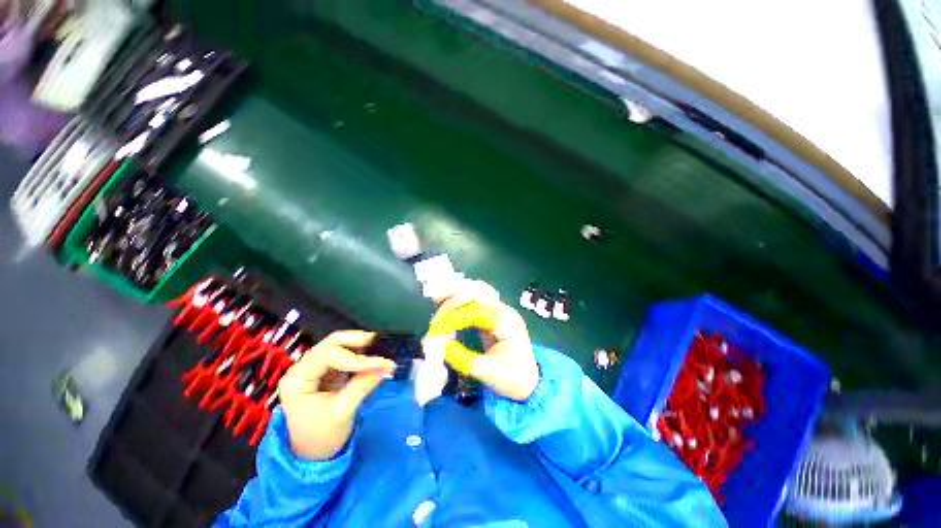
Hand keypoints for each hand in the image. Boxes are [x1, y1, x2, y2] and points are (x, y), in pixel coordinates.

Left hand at [278, 331, 395, 460]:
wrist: (311, 454)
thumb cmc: (321, 436)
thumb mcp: (342, 412)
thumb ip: (363, 386)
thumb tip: (387, 366)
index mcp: (298, 379)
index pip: (328, 356)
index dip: (356, 357)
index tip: (381, 363)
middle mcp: (302, 368)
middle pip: (330, 343)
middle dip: (356, 340)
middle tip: (378, 341)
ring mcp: (313, 368)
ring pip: (337, 345)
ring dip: (358, 344)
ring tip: (378, 347)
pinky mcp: (325, 371)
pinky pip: (343, 354)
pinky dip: (358, 352)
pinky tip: (371, 354)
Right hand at [431, 281, 540, 401]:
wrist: (529, 381)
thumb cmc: (513, 379)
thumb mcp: (488, 373)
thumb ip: (462, 358)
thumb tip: (436, 345)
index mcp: (508, 324)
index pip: (478, 311)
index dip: (455, 317)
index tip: (437, 329)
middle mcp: (505, 311)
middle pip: (480, 291)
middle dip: (455, 297)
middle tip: (436, 307)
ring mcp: (500, 311)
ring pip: (477, 291)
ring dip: (457, 293)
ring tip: (437, 299)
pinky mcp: (493, 314)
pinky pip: (475, 300)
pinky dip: (460, 299)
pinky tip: (446, 303)